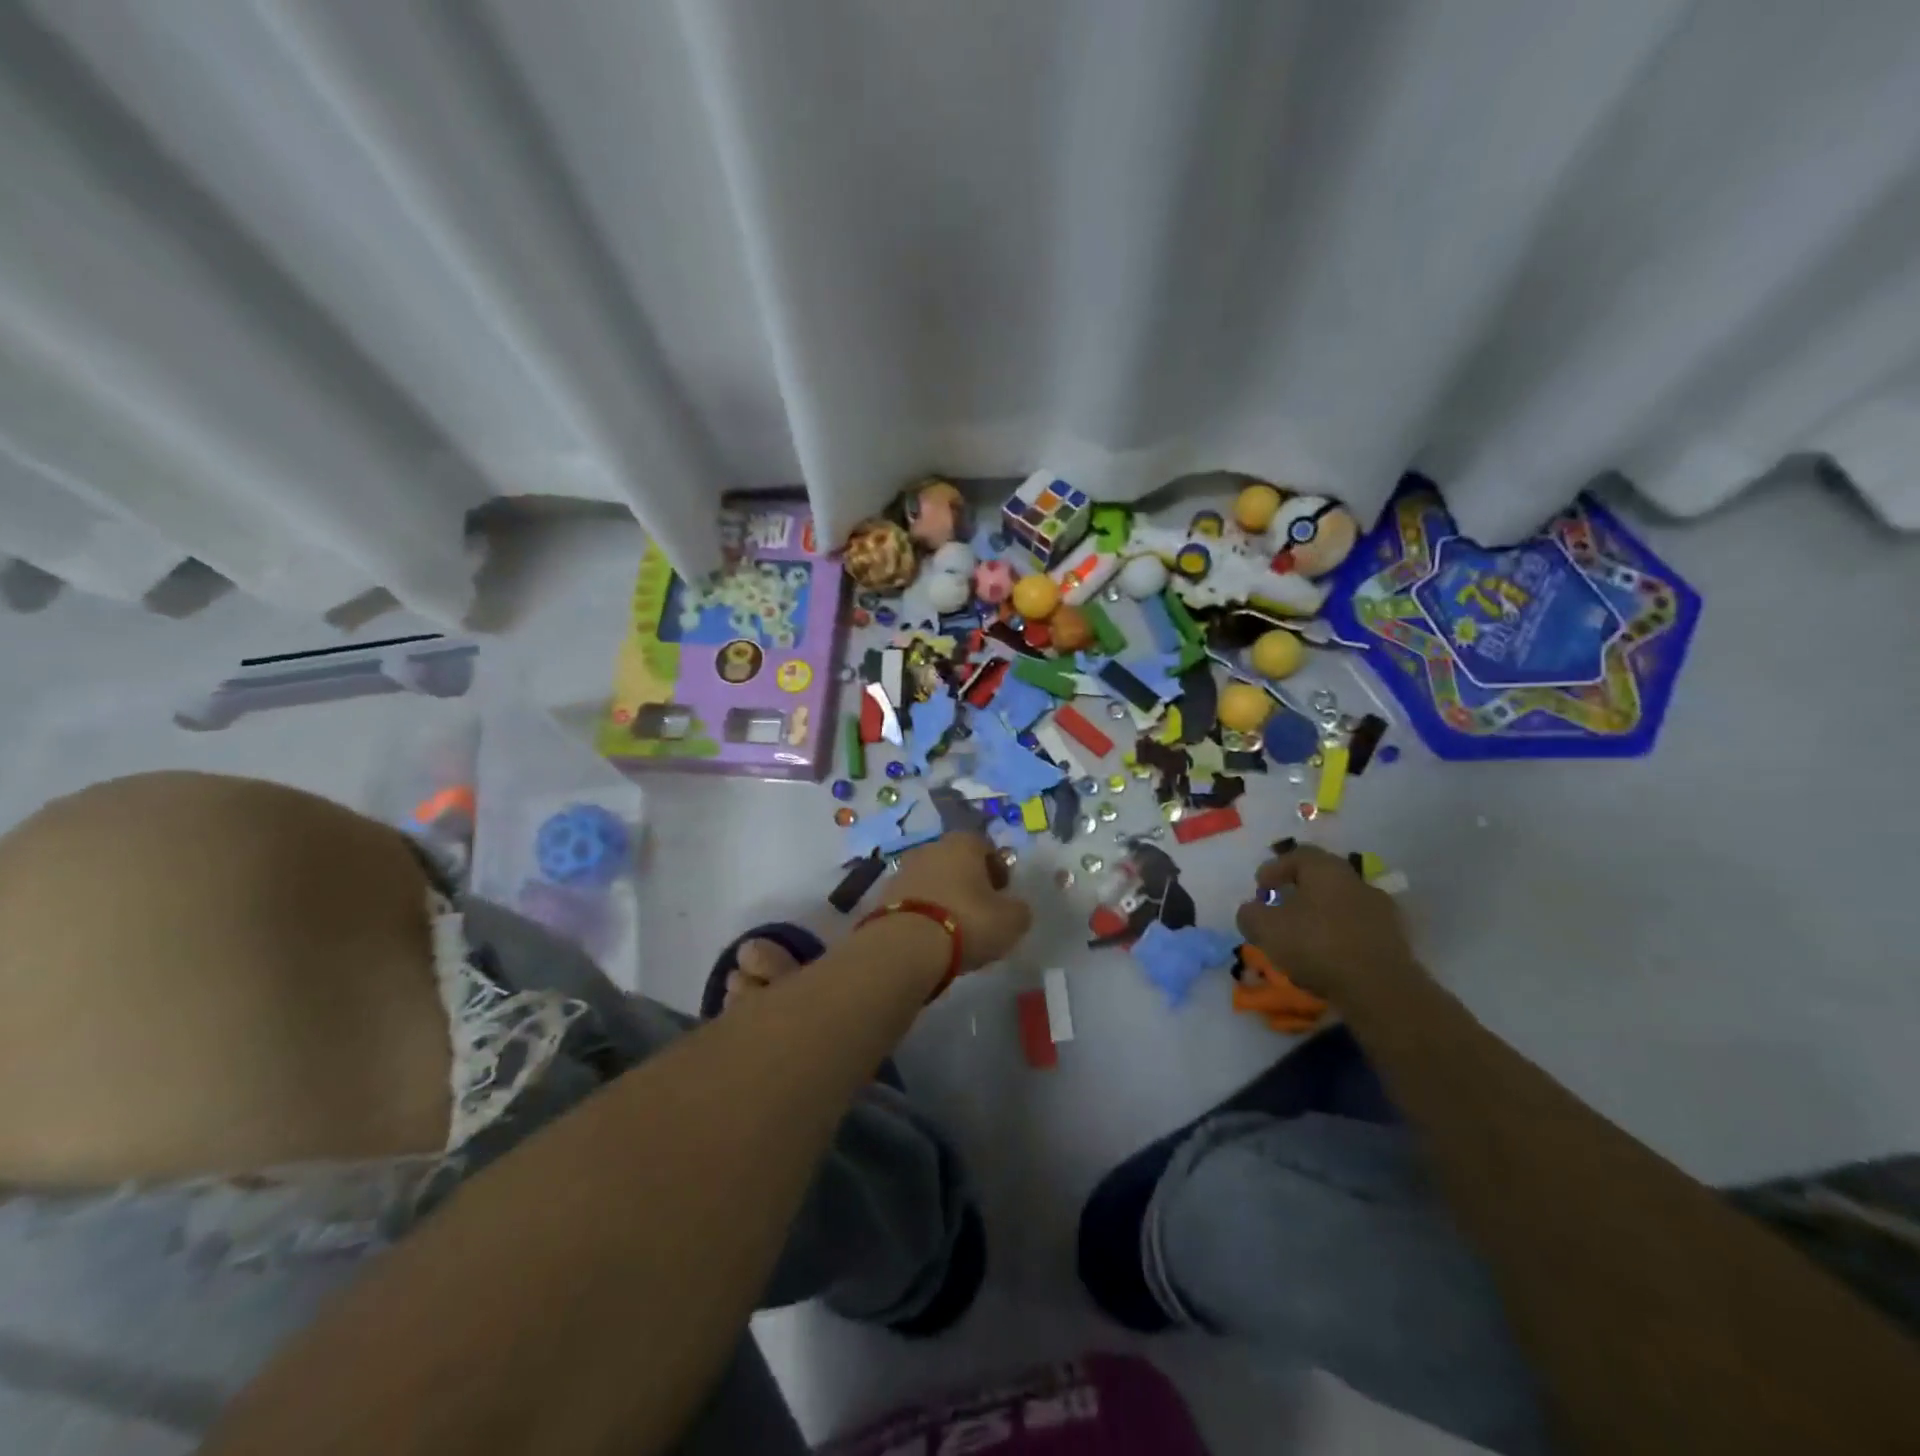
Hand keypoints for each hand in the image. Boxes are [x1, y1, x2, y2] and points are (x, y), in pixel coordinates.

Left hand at [885, 833, 1033, 972]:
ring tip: (953, 930)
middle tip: (979, 912)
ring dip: (943, 897)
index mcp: (963, 843)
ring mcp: (903, 869)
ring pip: (932, 880)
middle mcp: (931, 847)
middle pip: (956, 861)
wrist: (906, 945)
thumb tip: (1014, 908)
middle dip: (968, 882)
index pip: (986, 847)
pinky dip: (922, 912)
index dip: (998, 870)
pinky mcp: (883, 894)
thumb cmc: (967, 922)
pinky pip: (912, 900)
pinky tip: (929, 937)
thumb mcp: (1011, 921)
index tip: (1002, 896)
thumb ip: (1019, 910)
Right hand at [1234, 844, 1418, 999]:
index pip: (1298, 855)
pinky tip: (1326, 958)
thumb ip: (1250, 914)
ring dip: (1319, 917)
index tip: (1260, 888)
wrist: (1380, 990)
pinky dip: (1338, 938)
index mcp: (1327, 869)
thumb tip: (1252, 911)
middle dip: (1297, 893)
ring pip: (1340, 905)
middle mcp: (1357, 882)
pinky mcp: (1394, 941)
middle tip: (1279, 911)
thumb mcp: (1265, 928)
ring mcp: (1381, 911)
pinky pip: (1356, 930)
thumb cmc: (1317, 945)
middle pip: (1322, 880)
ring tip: (1301, 940)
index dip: (1274, 869)